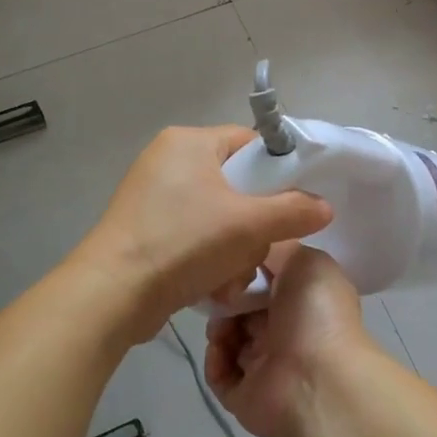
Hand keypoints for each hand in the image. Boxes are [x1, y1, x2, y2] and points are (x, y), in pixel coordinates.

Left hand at [75, 126, 331, 345]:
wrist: (111, 295)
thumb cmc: (183, 243)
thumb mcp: (249, 225)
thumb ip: (294, 211)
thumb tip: (325, 206)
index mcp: (188, 141)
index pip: (249, 143)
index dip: (277, 172)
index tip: (292, 204)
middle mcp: (167, 160)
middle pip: (236, 183)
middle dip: (252, 224)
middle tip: (256, 248)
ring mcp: (151, 195)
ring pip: (217, 215)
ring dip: (233, 249)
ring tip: (230, 277)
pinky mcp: (143, 228)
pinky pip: (192, 234)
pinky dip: (207, 258)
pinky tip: (211, 286)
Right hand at [204, 244, 370, 436]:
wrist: (318, 380)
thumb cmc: (315, 312)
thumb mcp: (304, 260)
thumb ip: (277, 246)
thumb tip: (252, 248)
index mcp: (304, 299)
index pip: (267, 280)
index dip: (247, 269)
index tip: (229, 260)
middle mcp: (286, 331)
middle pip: (243, 307)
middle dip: (227, 297)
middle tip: (217, 292)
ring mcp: (266, 364)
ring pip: (228, 338)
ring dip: (218, 326)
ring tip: (220, 323)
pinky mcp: (245, 395)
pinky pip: (219, 373)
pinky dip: (215, 359)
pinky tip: (220, 348)